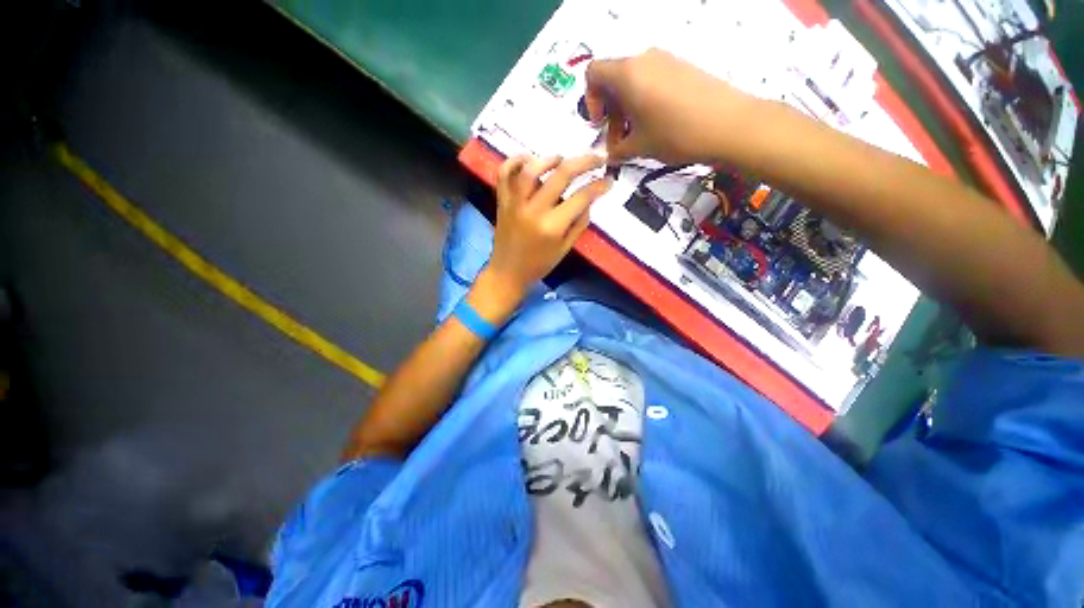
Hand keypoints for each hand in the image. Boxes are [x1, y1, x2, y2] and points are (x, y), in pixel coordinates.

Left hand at [473, 154, 611, 316]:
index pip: (581, 197)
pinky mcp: (501, 201)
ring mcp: (515, 203)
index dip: (599, 186)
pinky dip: (515, 161)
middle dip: (584, 162)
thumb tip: (589, 200)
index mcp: (552, 227)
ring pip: (531, 169)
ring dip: (550, 158)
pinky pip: (504, 174)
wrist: (508, 273)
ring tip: (562, 159)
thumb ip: (579, 223)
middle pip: (561, 174)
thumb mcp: (565, 249)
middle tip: (598, 157)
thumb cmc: (539, 265)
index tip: (608, 180)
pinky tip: (528, 160)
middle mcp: (533, 210)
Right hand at [586, 48, 757, 163]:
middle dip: (610, 111)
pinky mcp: (683, 68)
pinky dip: (645, 101)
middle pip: (614, 78)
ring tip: (638, 136)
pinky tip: (656, 125)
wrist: (729, 125)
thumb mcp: (639, 147)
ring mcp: (667, 61)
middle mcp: (645, 59)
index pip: (593, 74)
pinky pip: (653, 80)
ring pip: (634, 81)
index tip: (600, 124)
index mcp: (627, 74)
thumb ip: (617, 149)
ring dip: (627, 109)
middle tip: (619, 140)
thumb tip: (610, 153)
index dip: (590, 100)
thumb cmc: (675, 134)